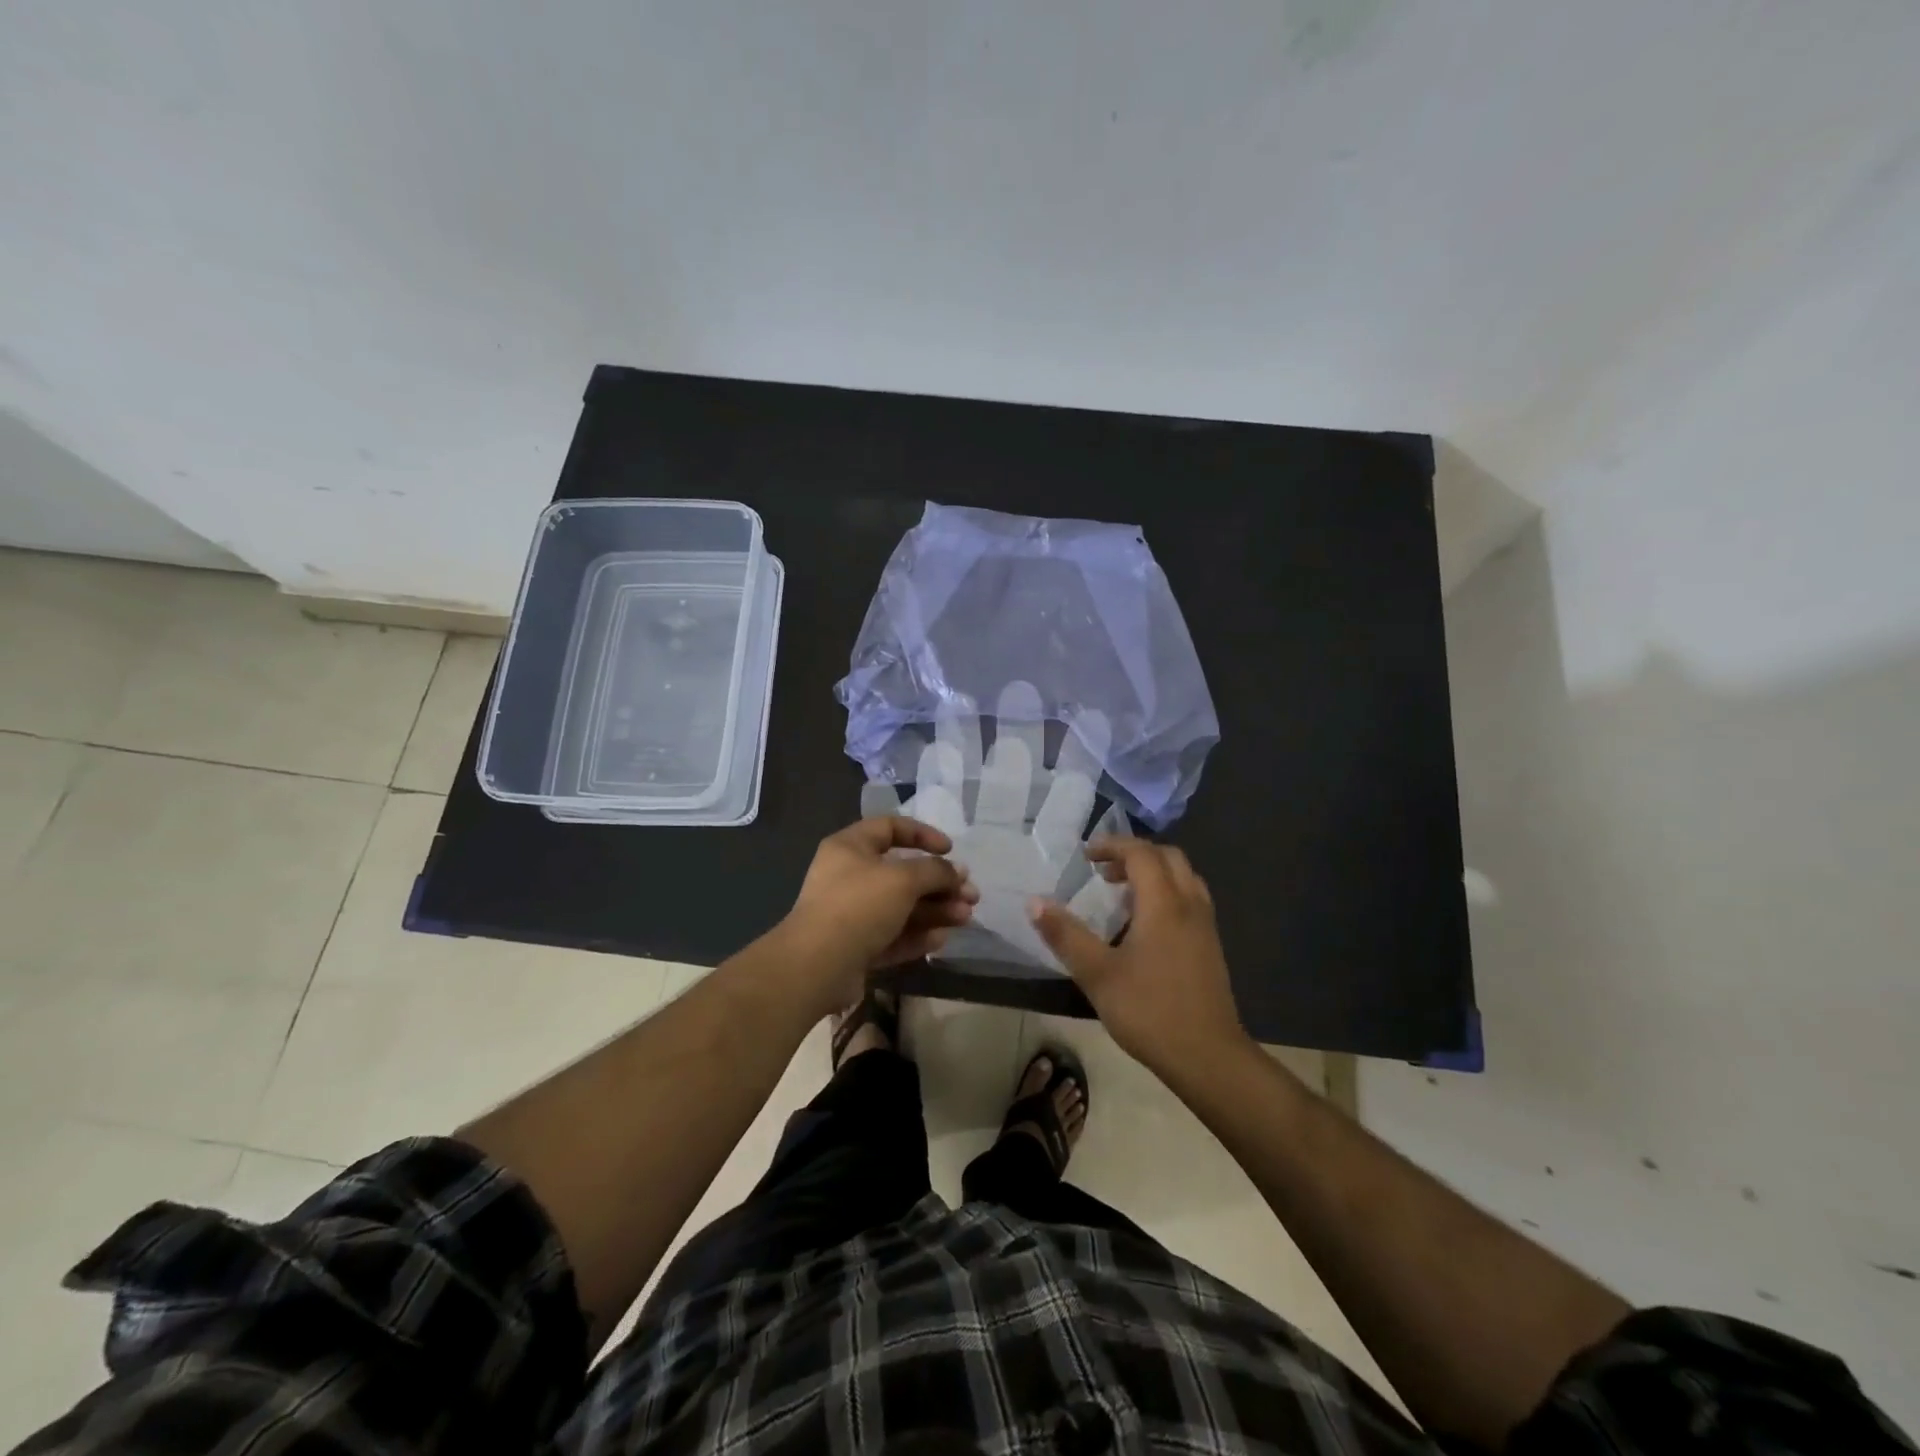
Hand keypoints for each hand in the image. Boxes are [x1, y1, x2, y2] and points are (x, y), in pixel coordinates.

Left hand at [776, 816, 978, 1010]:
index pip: (890, 828)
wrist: (816, 966)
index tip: (950, 849)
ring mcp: (851, 914)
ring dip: (935, 910)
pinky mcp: (855, 946)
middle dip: (940, 883)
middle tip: (970, 894)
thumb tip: (957, 872)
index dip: (923, 834)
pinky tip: (942, 939)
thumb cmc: (859, 905)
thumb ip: (936, 871)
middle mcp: (849, 876)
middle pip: (902, 873)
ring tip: (966, 918)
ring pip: (901, 907)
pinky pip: (892, 935)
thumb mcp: (903, 879)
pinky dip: (917, 935)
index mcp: (850, 847)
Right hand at [1028, 838, 1247, 1074]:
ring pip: (1184, 877)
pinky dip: (1167, 893)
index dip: (1112, 845)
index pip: (1141, 853)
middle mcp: (1189, 905)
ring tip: (1121, 895)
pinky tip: (1145, 925)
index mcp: (1163, 903)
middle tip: (1103, 872)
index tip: (1085, 856)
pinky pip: (1190, 899)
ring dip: (1153, 873)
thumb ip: (1065, 935)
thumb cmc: (1149, 1011)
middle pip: (1168, 857)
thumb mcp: (1097, 974)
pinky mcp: (1211, 946)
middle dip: (1134, 855)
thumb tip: (1034, 902)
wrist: (1208, 1057)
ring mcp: (1205, 926)